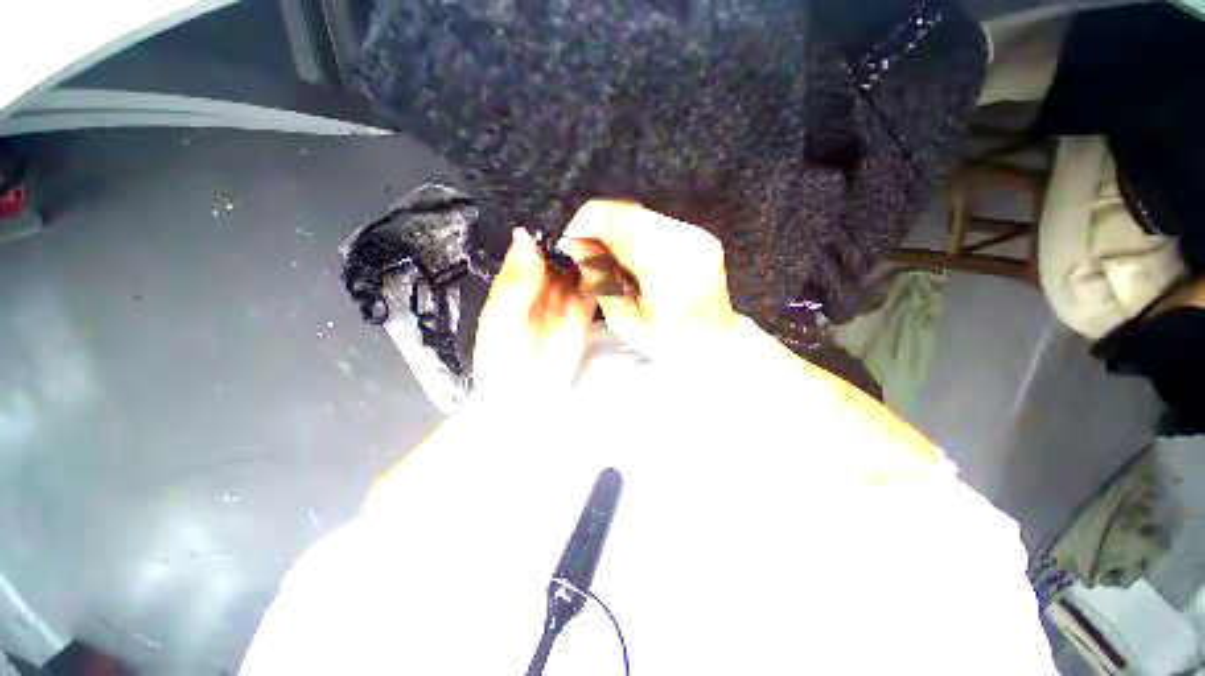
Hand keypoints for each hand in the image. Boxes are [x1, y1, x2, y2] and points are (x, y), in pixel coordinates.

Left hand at [472, 228, 597, 397]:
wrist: (524, 396)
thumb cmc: (503, 361)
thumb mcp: (503, 320)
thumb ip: (517, 281)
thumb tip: (523, 239)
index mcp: (515, 283)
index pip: (530, 250)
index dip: (545, 236)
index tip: (563, 221)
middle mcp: (540, 288)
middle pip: (557, 257)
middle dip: (572, 244)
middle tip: (589, 231)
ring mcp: (562, 300)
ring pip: (576, 271)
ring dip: (588, 259)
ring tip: (601, 246)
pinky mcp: (580, 314)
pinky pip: (591, 291)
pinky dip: (598, 279)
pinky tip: (605, 270)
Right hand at [558, 201, 739, 358]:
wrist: (716, 341)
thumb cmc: (672, 343)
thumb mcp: (626, 322)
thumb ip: (600, 281)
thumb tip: (575, 246)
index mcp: (669, 271)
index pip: (618, 223)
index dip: (585, 225)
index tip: (570, 242)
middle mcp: (687, 243)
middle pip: (627, 212)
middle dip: (597, 227)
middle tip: (585, 253)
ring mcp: (695, 235)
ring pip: (638, 213)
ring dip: (613, 231)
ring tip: (608, 261)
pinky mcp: (696, 233)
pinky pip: (652, 222)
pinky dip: (631, 235)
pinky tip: (630, 259)